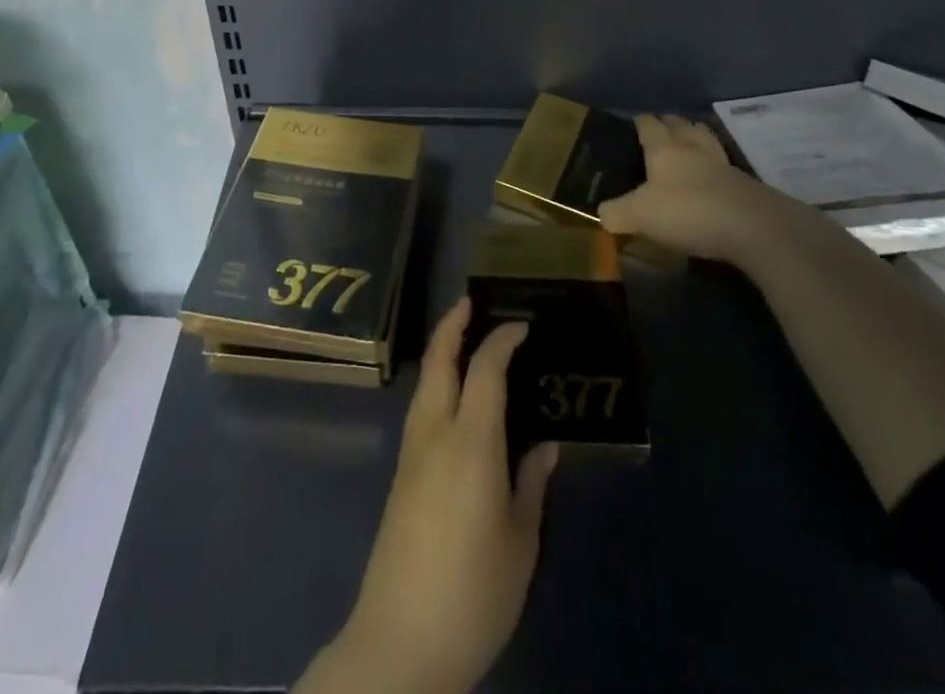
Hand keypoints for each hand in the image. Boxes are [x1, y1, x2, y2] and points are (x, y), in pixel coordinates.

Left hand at [296, 299, 558, 693]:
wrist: (400, 642)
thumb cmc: (473, 592)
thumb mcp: (520, 542)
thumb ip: (531, 485)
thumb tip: (544, 445)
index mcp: (470, 442)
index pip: (485, 369)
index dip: (502, 339)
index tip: (522, 325)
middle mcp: (434, 433)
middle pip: (438, 360)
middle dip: (453, 325)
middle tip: (472, 302)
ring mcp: (411, 453)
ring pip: (424, 382)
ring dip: (441, 351)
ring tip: (464, 338)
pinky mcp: (401, 475)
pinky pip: (421, 408)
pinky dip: (438, 382)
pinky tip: (455, 397)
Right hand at [599, 113, 797, 265]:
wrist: (752, 226)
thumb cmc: (687, 211)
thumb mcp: (640, 216)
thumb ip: (617, 213)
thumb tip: (602, 213)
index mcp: (664, 149)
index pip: (649, 125)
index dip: (641, 122)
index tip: (635, 121)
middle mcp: (693, 148)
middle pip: (681, 125)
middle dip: (670, 123)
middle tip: (661, 126)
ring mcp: (722, 164)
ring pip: (706, 139)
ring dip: (696, 135)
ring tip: (689, 139)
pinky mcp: (744, 184)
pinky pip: (723, 164)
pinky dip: (714, 164)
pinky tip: (711, 174)